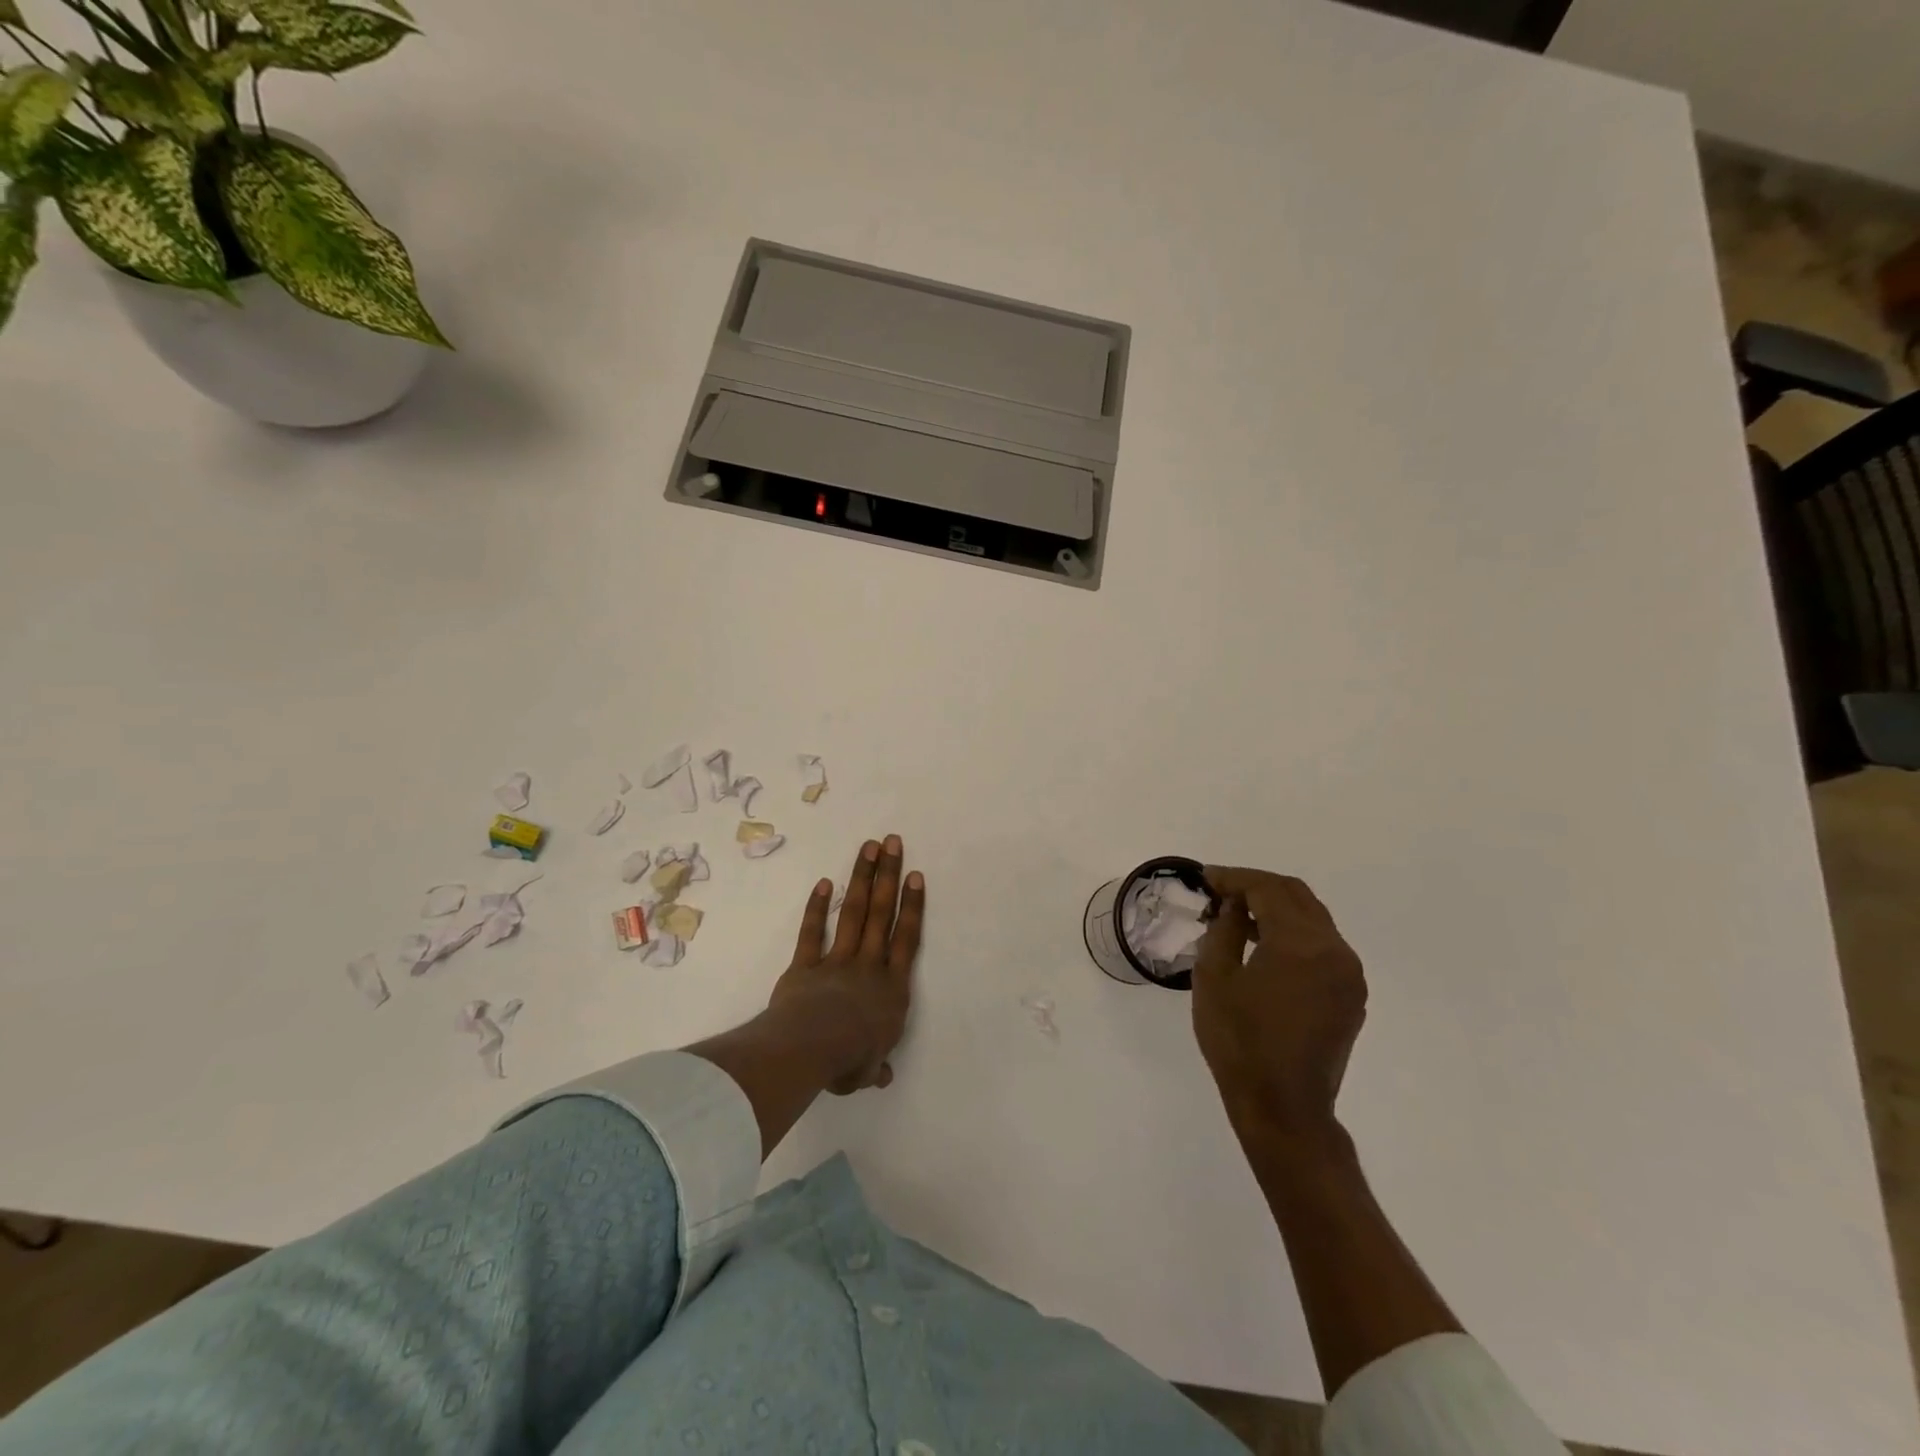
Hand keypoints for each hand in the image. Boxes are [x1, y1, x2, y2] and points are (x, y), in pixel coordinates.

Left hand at [770, 835, 924, 1093]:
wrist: (811, 1048)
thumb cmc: (849, 1060)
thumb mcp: (868, 1070)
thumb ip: (876, 1066)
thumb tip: (882, 1075)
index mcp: (892, 989)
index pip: (907, 939)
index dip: (913, 906)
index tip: (916, 876)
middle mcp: (869, 966)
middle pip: (881, 913)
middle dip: (888, 876)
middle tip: (892, 842)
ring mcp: (837, 961)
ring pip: (853, 913)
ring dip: (861, 878)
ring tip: (868, 847)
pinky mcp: (806, 965)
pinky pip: (812, 932)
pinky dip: (816, 907)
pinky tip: (824, 882)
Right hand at [1193, 867, 1366, 1139]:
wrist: (1283, 1108)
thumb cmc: (1239, 1042)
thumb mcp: (1214, 978)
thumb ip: (1225, 930)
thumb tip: (1234, 906)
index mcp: (1301, 944)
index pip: (1268, 890)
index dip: (1234, 878)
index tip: (1205, 878)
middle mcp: (1335, 951)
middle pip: (1297, 896)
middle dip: (1257, 886)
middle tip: (1220, 890)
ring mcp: (1349, 974)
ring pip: (1313, 919)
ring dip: (1276, 909)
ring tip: (1238, 916)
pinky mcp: (1351, 995)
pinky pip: (1322, 946)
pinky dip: (1293, 934)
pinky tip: (1265, 946)